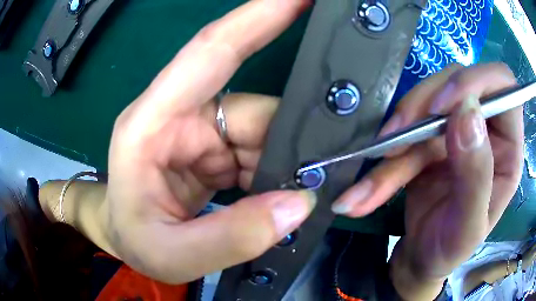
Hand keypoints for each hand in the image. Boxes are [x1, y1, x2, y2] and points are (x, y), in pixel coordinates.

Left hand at [102, 0, 314, 283]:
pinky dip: (276, 174)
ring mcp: (201, 132)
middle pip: (254, 110)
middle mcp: (180, 116)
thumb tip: (297, 203)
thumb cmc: (133, 240)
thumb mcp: (172, 254)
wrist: (126, 239)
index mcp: (152, 123)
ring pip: (264, 133)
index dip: (258, 16)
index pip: (211, 50)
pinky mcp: (215, 151)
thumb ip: (230, 237)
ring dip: (283, 166)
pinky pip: (261, 153)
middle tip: (314, 176)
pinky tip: (278, 198)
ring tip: (290, 200)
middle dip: (288, 142)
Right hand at [331, 63, 523, 299]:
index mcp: (509, 148)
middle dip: (426, 102)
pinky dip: (386, 155)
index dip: (477, 81)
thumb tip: (467, 113)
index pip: (504, 85)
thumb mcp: (467, 228)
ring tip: (379, 165)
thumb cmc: (451, 251)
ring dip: (400, 134)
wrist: (422, 260)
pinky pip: (407, 130)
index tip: (444, 106)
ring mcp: (458, 131)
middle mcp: (487, 130)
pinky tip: (369, 185)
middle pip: (459, 82)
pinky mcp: (431, 140)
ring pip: (428, 103)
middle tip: (399, 134)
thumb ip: (477, 175)